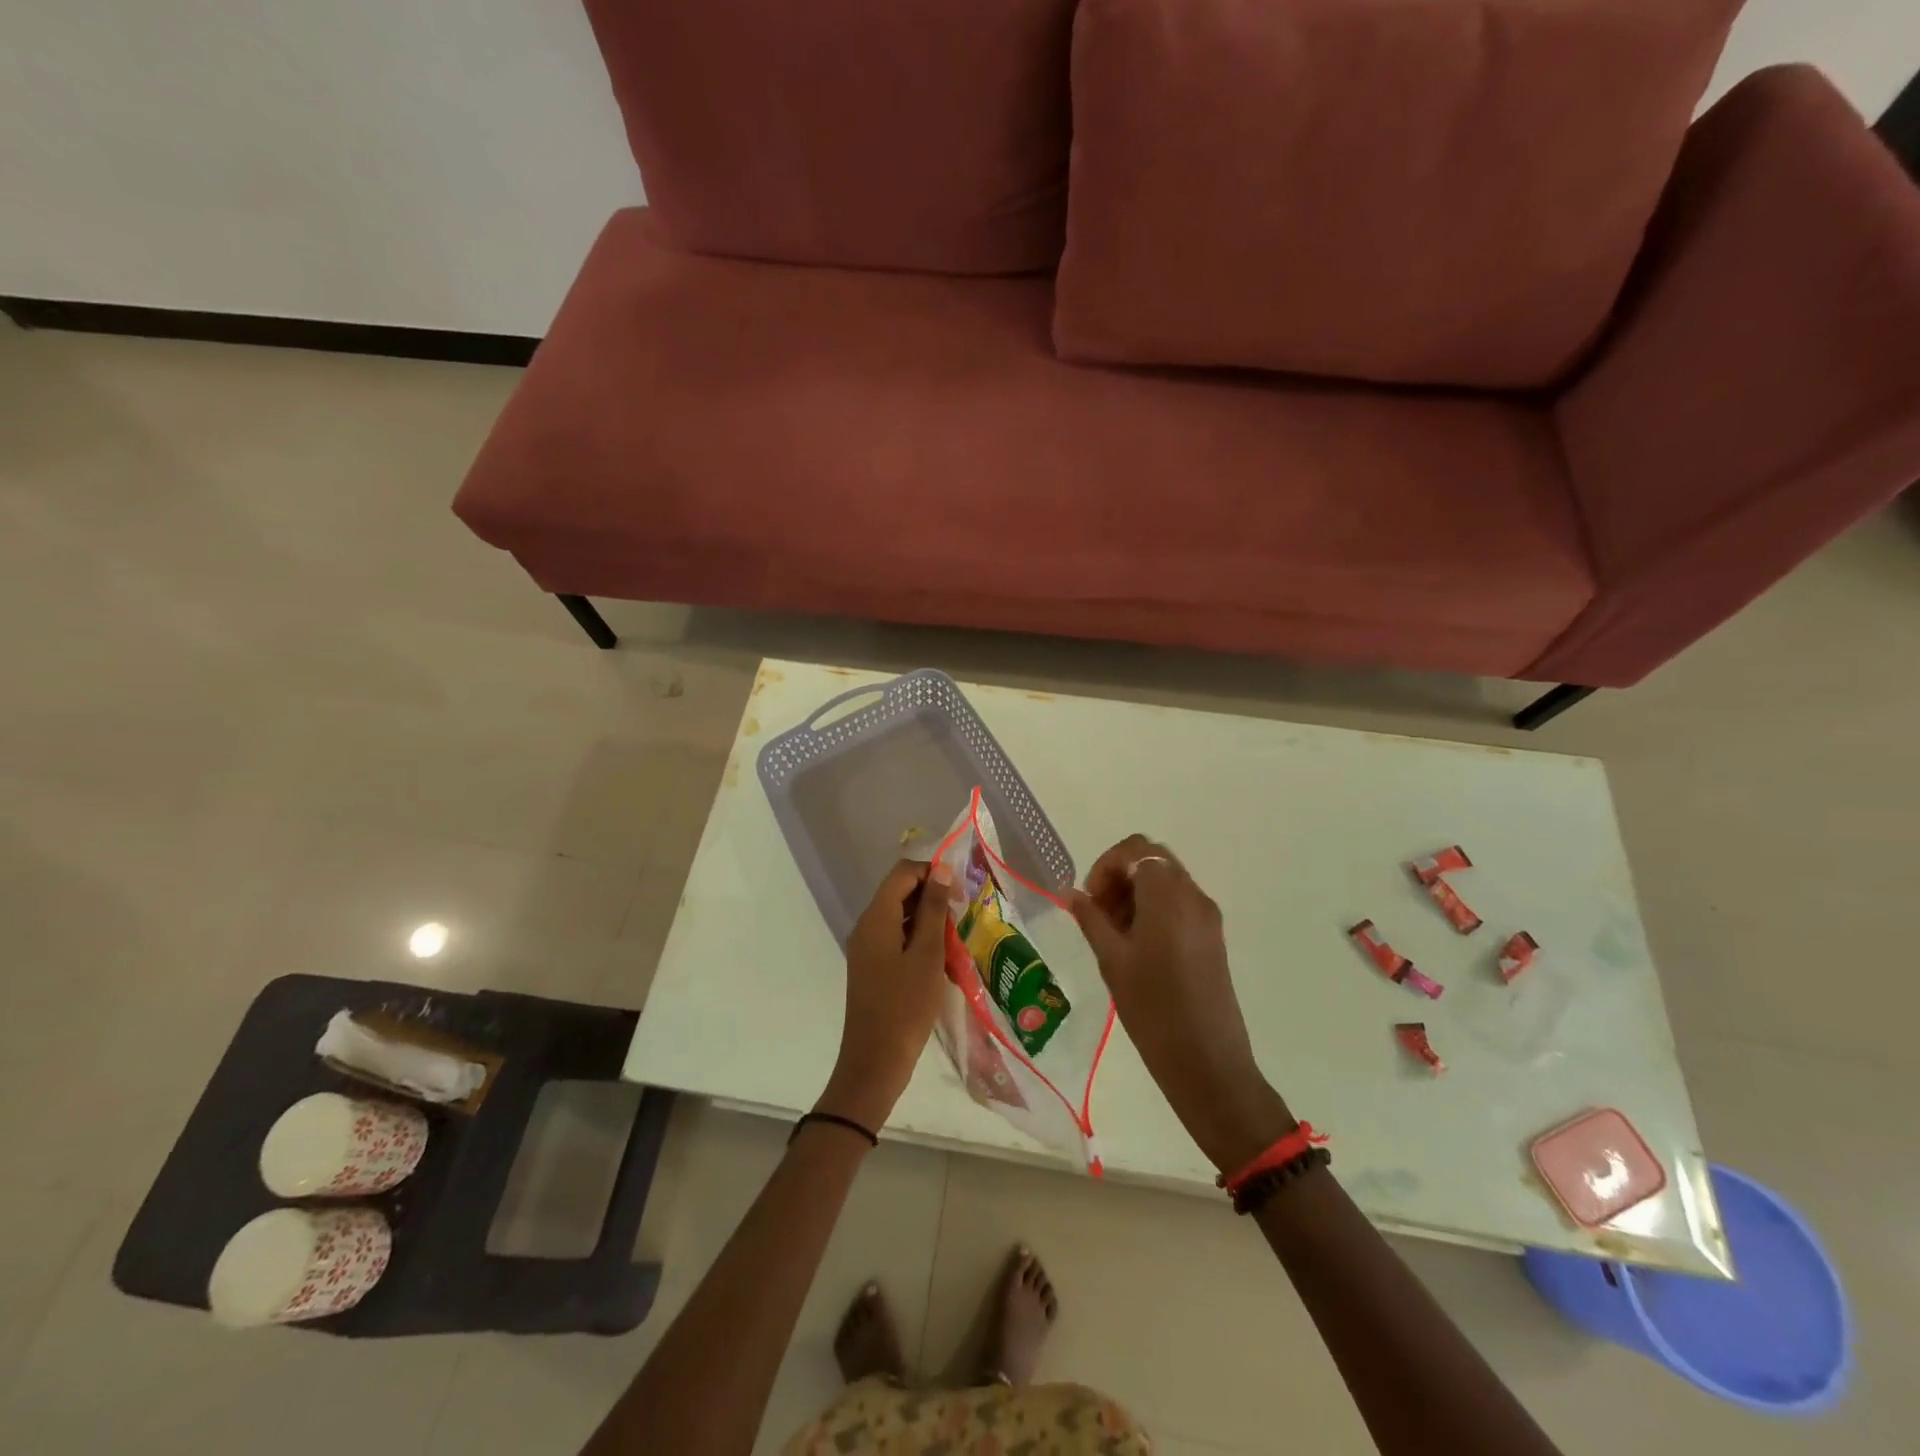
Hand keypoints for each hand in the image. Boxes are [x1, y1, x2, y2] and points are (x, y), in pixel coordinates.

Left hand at [815, 858, 954, 1133]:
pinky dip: (918, 939)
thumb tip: (940, 870)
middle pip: (899, 892)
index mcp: (876, 918)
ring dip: (928, 920)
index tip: (959, 894)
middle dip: (932, 897)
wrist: (875, 1062)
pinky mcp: (873, 967)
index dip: (932, 873)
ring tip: (956, 939)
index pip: (903, 872)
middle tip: (962, 917)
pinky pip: (896, 938)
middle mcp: (867, 926)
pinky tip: (941, 959)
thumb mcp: (927, 955)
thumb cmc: (905, 1006)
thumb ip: (933, 909)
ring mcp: (867, 948)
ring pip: (900, 916)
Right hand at [1069, 836, 1294, 1173]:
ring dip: (1135, 893)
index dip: (1106, 865)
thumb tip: (1072, 893)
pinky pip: (1179, 904)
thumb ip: (1091, 919)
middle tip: (1097, 912)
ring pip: (1166, 882)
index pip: (1136, 850)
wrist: (1207, 1062)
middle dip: (1119, 876)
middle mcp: (1193, 896)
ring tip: (1111, 932)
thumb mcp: (1112, 960)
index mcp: (1169, 896)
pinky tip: (1135, 945)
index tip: (1089, 898)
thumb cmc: (1153, 1009)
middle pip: (1153, 861)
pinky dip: (1153, 909)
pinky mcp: (1212, 937)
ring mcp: (1207, 916)